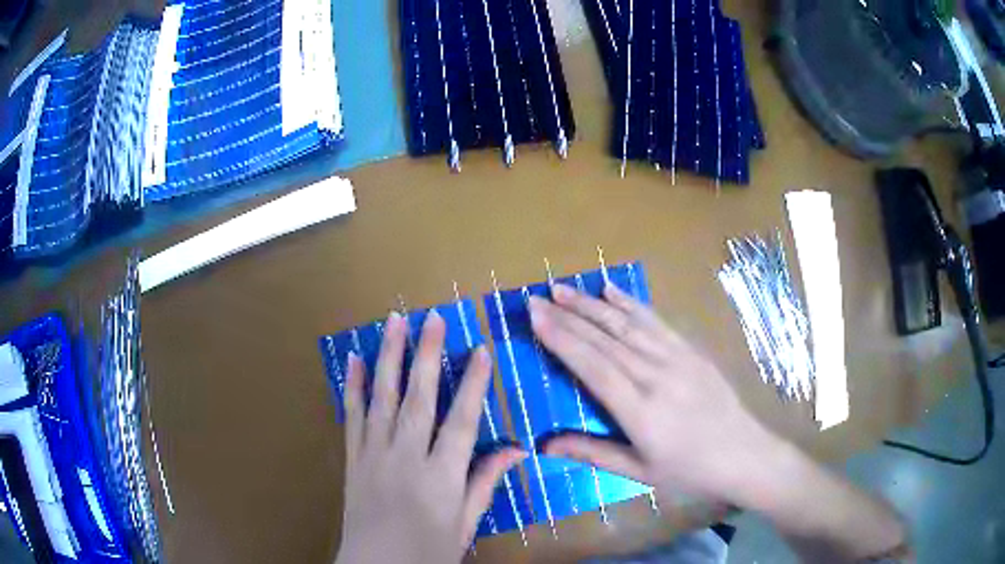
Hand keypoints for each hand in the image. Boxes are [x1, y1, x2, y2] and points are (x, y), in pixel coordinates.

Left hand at [336, 311, 525, 563]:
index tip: (481, 350)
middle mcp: (406, 457)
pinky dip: (354, 387)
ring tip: (394, 323)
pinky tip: (354, 360)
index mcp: (441, 477)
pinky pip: (352, 416)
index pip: (462, 421)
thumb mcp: (465, 524)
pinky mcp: (352, 458)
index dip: (473, 384)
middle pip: (419, 399)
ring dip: (389, 357)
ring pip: (382, 398)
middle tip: (432, 318)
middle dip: (427, 355)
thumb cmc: (427, 551)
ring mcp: (374, 454)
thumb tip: (516, 449)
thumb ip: (485, 483)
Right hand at [528, 283, 786, 507]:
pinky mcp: (691, 352)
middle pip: (606, 340)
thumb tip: (545, 446)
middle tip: (537, 298)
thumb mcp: (640, 472)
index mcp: (641, 412)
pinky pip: (656, 322)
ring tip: (563, 289)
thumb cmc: (690, 471)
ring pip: (627, 325)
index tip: (536, 318)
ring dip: (592, 305)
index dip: (562, 340)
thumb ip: (593, 454)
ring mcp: (677, 360)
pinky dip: (630, 304)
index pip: (593, 367)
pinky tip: (611, 290)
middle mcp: (656, 377)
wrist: (744, 455)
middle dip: (568, 316)